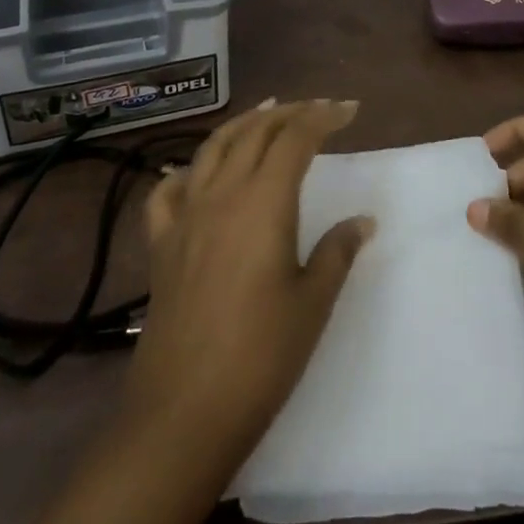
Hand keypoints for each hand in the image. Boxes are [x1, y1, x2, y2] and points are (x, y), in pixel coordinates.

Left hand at [126, 99, 373, 466]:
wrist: (183, 413)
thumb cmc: (260, 358)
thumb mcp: (312, 304)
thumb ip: (336, 252)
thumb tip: (362, 221)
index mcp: (262, 203)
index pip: (294, 139)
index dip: (323, 117)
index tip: (349, 110)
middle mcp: (221, 196)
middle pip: (254, 133)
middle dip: (289, 113)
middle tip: (318, 109)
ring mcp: (185, 217)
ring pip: (212, 149)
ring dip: (242, 125)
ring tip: (265, 114)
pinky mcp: (160, 245)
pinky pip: (167, 191)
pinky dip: (187, 170)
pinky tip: (196, 172)